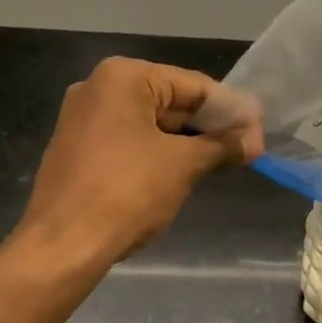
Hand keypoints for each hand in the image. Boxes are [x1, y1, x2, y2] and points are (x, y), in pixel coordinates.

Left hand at [15, 58, 263, 263]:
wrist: (62, 245)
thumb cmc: (127, 192)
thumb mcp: (184, 165)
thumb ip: (222, 145)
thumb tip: (254, 140)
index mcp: (123, 77)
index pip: (193, 85)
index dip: (231, 109)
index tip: (259, 130)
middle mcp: (98, 87)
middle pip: (171, 101)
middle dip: (209, 126)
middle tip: (246, 149)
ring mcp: (83, 119)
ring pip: (151, 123)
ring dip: (187, 141)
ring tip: (223, 162)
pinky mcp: (77, 148)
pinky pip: (130, 140)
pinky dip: (159, 152)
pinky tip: (184, 172)